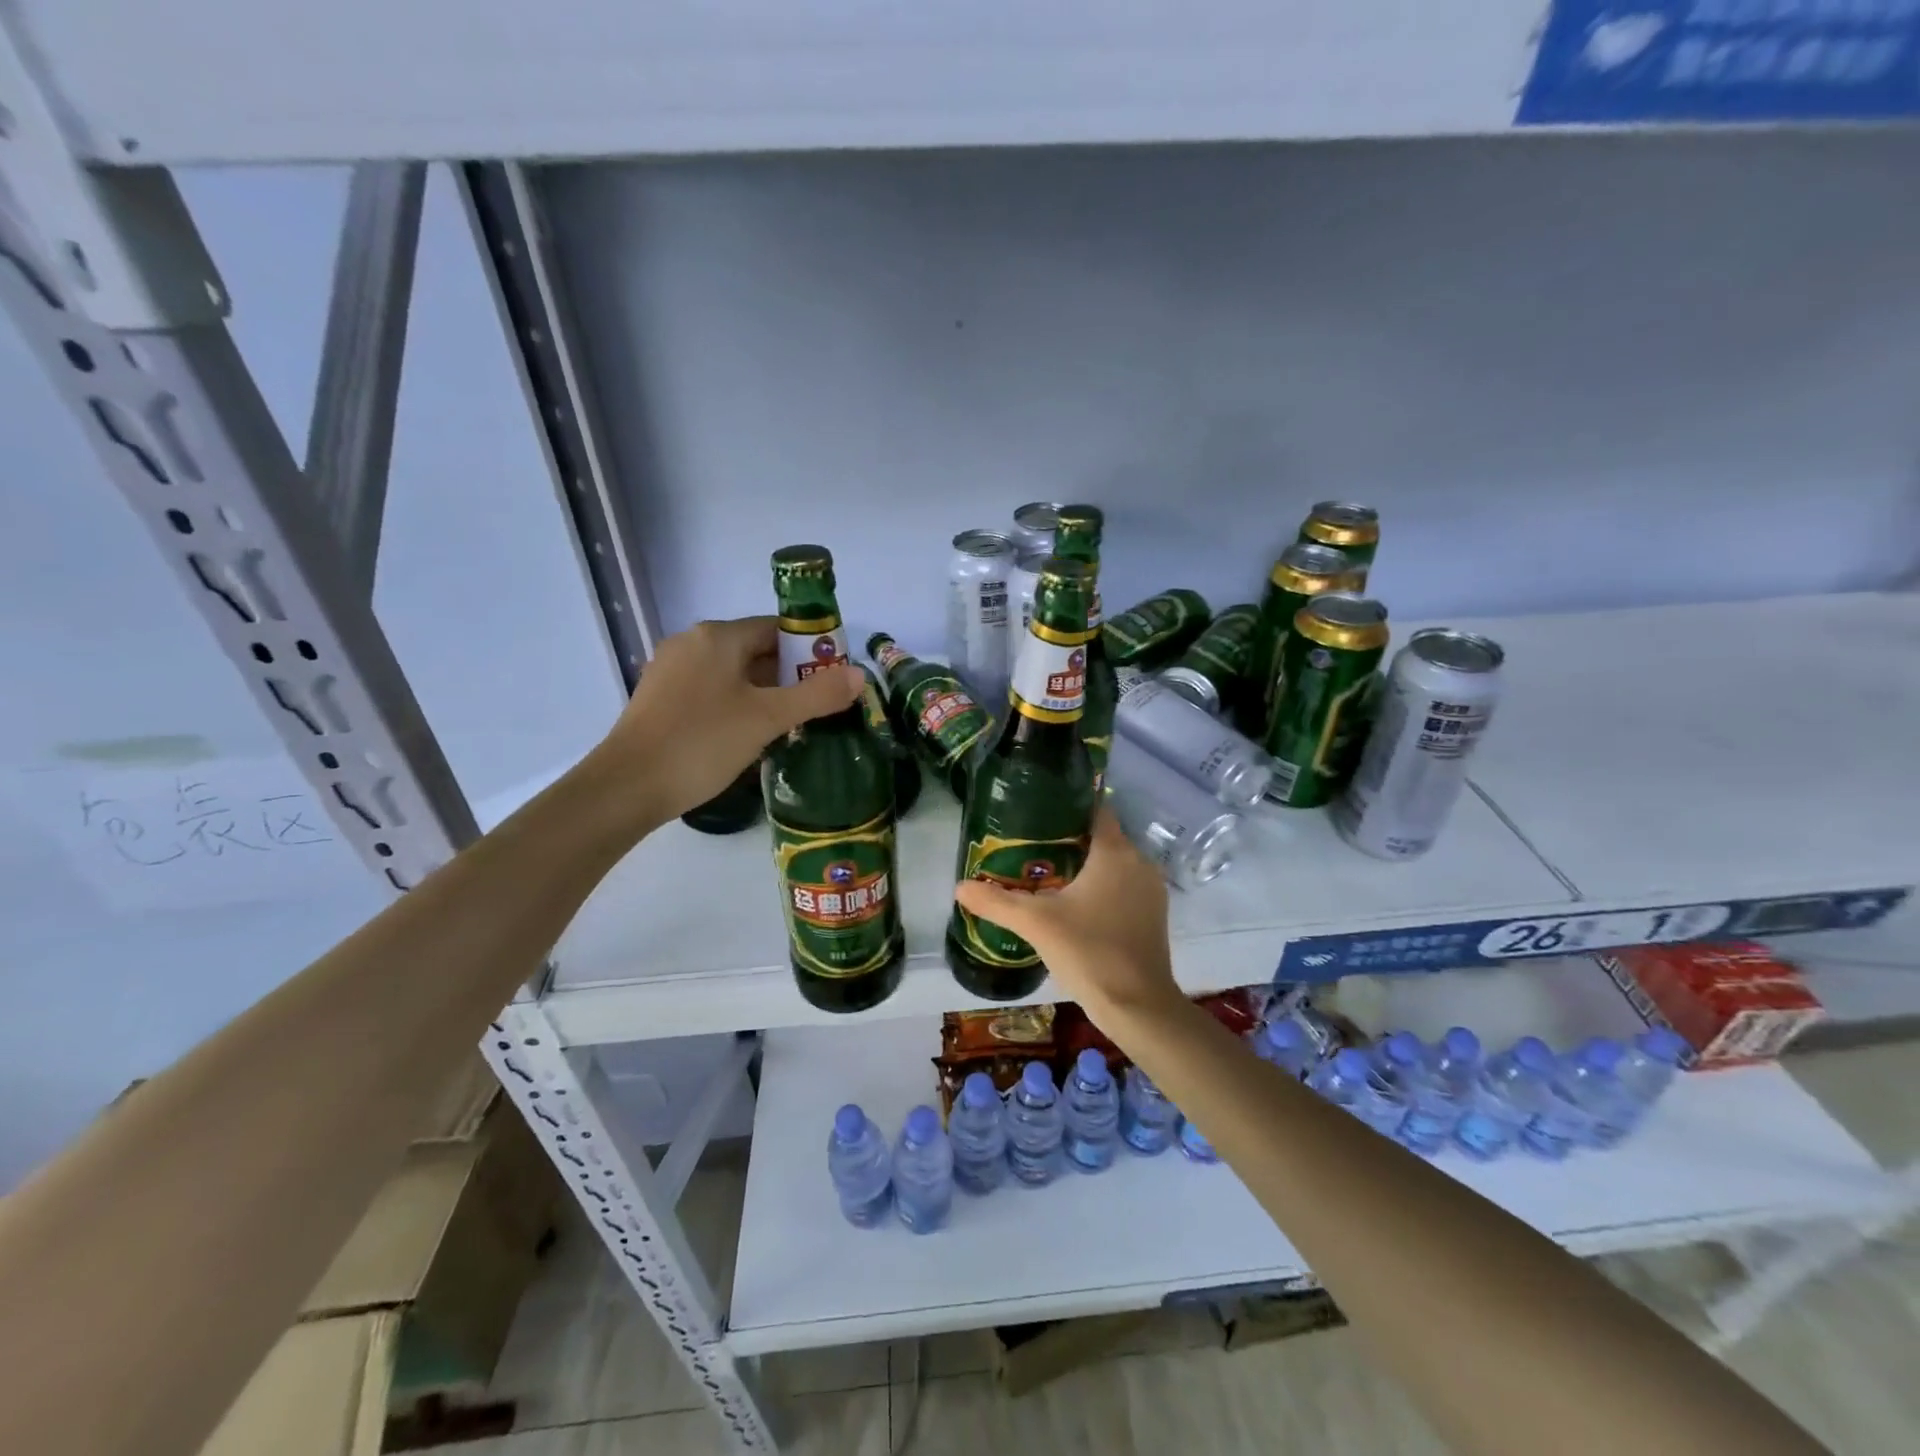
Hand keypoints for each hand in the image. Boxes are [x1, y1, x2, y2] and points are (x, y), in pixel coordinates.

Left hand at [599, 617, 861, 826]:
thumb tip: (859, 675)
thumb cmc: (702, 743)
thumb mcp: (767, 718)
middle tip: (818, 706)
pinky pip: (711, 690)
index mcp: (717, 637)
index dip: (810, 650)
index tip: (832, 679)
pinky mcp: (661, 699)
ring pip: (732, 673)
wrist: (627, 787)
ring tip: (791, 723)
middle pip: (754, 649)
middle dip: (789, 674)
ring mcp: (671, 670)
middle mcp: (691, 643)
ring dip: (764, 692)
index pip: (776, 628)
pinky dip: (736, 703)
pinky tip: (750, 734)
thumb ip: (816, 695)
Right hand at [951, 809, 1181, 1024]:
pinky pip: (1125, 887)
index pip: (1097, 811)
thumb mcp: (1036, 924)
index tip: (1039, 816)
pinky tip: (1075, 906)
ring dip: (1087, 867)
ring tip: (1048, 877)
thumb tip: (959, 886)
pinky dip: (1103, 888)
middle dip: (1070, 841)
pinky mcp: (1154, 915)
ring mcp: (1151, 890)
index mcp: (1115, 852)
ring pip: (1115, 865)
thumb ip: (996, 902)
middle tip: (1032, 849)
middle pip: (1103, 838)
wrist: (1138, 1007)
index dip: (1068, 808)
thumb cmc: (1089, 952)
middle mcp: (1139, 862)